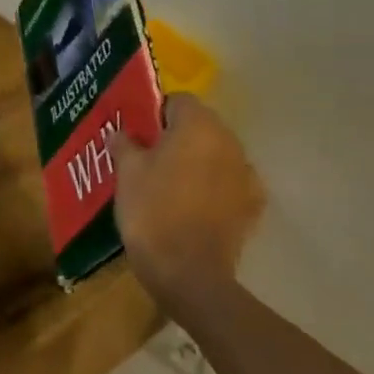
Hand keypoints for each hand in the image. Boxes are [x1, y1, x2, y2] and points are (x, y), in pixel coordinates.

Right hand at [114, 94, 264, 316]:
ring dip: (196, 160)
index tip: (137, 133)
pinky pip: (228, 183)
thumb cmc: (152, 211)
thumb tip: (121, 133)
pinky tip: (192, 204)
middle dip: (177, 136)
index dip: (155, 113)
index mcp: (198, 126)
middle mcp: (229, 143)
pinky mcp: (252, 206)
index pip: (178, 101)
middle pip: (201, 126)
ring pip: (216, 154)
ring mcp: (246, 175)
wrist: (188, 272)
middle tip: (147, 156)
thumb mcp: (126, 172)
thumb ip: (124, 144)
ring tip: (168, 182)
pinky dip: (212, 186)